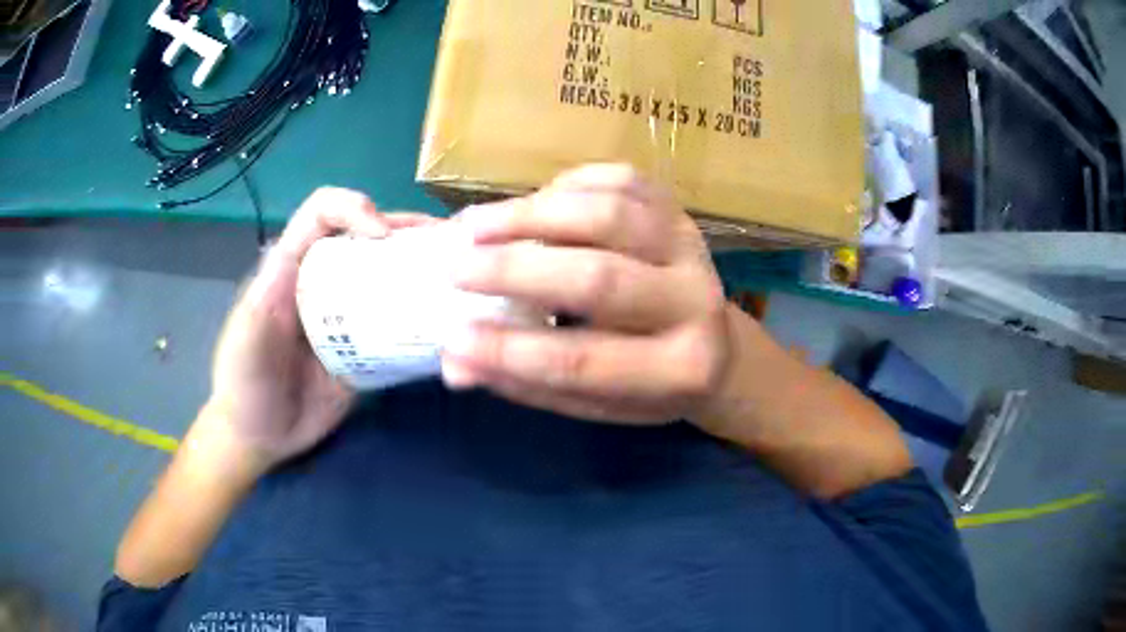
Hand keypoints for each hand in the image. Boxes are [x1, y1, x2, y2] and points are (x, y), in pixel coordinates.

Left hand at [205, 188, 436, 471]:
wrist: (260, 437)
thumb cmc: (243, 382)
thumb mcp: (246, 337)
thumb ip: (267, 298)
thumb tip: (303, 254)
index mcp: (293, 268)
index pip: (322, 214)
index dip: (353, 208)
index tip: (383, 236)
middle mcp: (326, 282)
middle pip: (366, 237)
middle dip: (406, 229)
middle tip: (450, 240)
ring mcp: (349, 316)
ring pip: (388, 276)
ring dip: (423, 268)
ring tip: (462, 274)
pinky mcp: (367, 350)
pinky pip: (399, 326)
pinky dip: (425, 319)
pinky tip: (452, 323)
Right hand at [440, 164, 731, 424]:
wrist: (717, 346)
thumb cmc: (649, 384)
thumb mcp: (597, 402)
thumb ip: (531, 383)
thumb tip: (455, 365)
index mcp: (678, 370)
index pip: (582, 361)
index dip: (510, 351)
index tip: (451, 338)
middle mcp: (695, 303)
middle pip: (598, 278)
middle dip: (514, 270)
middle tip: (455, 268)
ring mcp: (691, 246)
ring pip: (608, 215)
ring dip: (532, 215)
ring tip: (476, 225)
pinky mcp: (678, 210)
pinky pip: (620, 180)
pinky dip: (567, 185)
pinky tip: (533, 203)